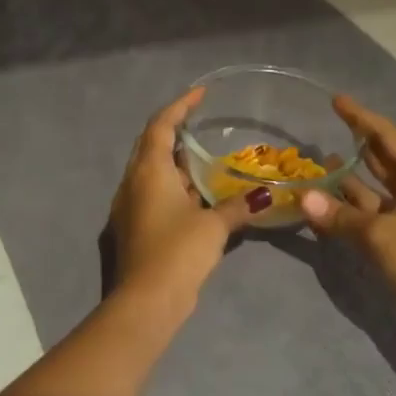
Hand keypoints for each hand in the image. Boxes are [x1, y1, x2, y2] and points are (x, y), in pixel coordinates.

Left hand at [109, 86, 261, 304]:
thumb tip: (265, 195)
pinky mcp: (134, 226)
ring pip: (152, 171)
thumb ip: (238, 206)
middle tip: (202, 126)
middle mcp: (133, 182)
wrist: (146, 301)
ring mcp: (130, 205)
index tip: (200, 94)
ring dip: (176, 163)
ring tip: (206, 160)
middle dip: (175, 132)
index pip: (161, 125)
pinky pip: (153, 193)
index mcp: (148, 171)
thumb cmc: (178, 252)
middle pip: (151, 145)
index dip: (180, 106)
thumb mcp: (214, 226)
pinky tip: (197, 196)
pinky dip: (174, 186)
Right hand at [299, 96, 395, 321]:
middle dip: (356, 147)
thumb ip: (341, 215)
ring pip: (372, 193)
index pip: (387, 137)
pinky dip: (347, 214)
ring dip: (347, 183)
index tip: (336, 101)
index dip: (361, 118)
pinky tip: (323, 211)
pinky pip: (369, 220)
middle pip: (382, 161)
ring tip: (316, 168)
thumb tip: (305, 198)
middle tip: (325, 131)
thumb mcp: (381, 233)